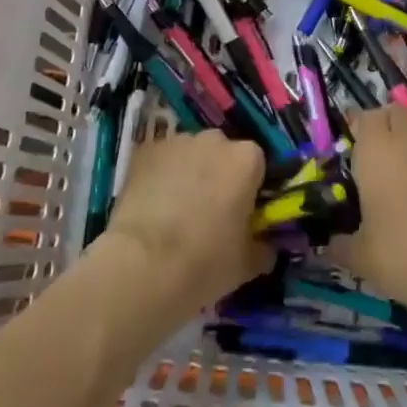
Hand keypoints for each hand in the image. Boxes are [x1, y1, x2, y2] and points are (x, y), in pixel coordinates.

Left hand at [102, 130, 269, 321]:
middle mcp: (214, 141)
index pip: (257, 165)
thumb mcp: (247, 264)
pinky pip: (159, 161)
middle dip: (218, 176)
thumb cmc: (205, 261)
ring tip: (175, 211)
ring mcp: (175, 143)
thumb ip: (262, 248)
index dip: (250, 189)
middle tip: (209, 212)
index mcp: (247, 159)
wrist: (142, 265)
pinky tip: (151, 206)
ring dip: (187, 173)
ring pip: (189, 155)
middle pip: (222, 154)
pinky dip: (158, 177)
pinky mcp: (142, 152)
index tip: (242, 213)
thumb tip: (264, 248)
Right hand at [335, 106, 406, 322]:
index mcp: (377, 150)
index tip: (356, 148)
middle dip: (390, 129)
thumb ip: (341, 244)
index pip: (365, 117)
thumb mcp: (360, 257)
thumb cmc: (403, 255)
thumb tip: (332, 245)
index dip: (360, 129)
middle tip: (385, 161)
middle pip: (398, 114)